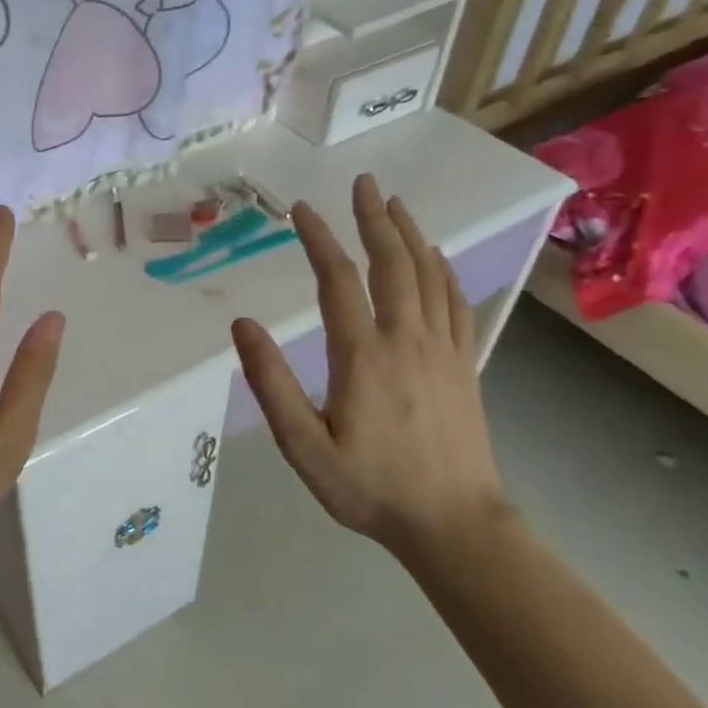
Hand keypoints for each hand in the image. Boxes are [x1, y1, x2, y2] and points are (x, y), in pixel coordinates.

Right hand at [231, 174, 506, 562]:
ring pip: (428, 275)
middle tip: (363, 182)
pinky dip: (443, 270)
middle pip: (391, 263)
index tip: (301, 209)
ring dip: (410, 234)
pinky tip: (435, 258)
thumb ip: (272, 384)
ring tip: (395, 203)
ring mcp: (443, 349)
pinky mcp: (464, 364)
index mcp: (363, 355)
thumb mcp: (304, 446)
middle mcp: (407, 339)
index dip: (318, 238)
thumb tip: (242, 325)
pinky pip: (456, 302)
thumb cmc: (370, 488)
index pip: (338, 280)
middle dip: (374, 218)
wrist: (455, 525)